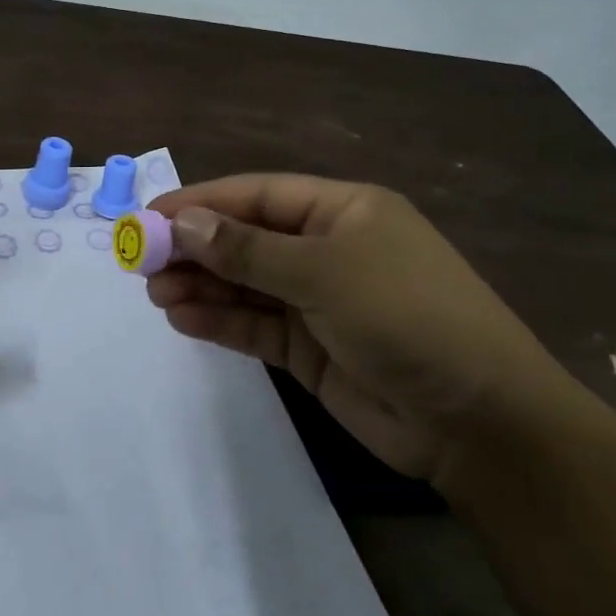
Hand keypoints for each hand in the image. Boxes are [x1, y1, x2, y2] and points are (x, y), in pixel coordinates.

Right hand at [145, 174, 589, 489]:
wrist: (475, 420)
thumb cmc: (406, 317)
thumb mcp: (324, 272)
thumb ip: (248, 250)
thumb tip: (183, 223)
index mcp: (342, 211)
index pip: (257, 195)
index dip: (201, 203)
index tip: (148, 216)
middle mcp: (327, 249)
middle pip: (245, 239)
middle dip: (194, 248)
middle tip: (140, 262)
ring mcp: (318, 300)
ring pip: (245, 284)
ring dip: (201, 286)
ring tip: (155, 294)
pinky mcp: (310, 347)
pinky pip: (255, 325)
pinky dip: (220, 321)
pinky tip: (182, 319)